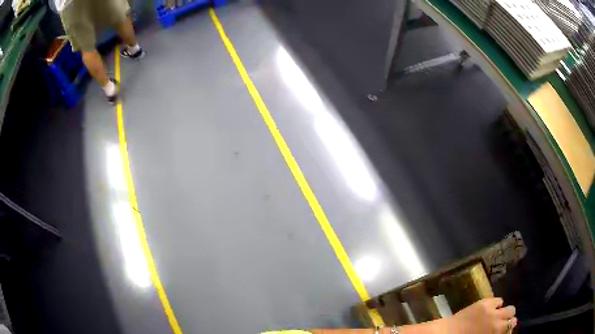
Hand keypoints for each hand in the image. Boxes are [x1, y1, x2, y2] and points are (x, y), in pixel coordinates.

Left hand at [442, 298, 516, 333]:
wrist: (447, 333)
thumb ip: (494, 333)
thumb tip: (501, 331)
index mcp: (496, 332)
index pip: (510, 328)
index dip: (509, 328)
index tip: (506, 329)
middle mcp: (498, 321)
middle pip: (513, 316)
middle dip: (509, 318)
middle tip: (503, 321)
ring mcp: (492, 310)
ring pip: (509, 307)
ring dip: (505, 311)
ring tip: (498, 314)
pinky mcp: (485, 302)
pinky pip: (498, 300)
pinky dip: (497, 304)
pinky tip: (491, 308)